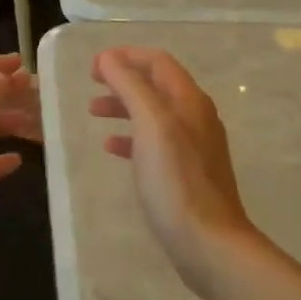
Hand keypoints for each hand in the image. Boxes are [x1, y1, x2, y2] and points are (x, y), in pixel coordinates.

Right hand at [90, 47, 257, 299]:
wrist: (209, 243)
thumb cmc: (176, 181)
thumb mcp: (151, 125)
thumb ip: (130, 87)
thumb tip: (110, 58)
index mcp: (189, 101)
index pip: (158, 62)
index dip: (126, 56)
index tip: (94, 65)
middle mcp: (195, 117)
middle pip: (156, 85)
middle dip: (123, 80)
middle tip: (92, 84)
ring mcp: (194, 146)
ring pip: (153, 113)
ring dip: (124, 106)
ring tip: (94, 112)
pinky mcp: (187, 173)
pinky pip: (155, 142)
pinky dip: (132, 137)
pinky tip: (112, 148)